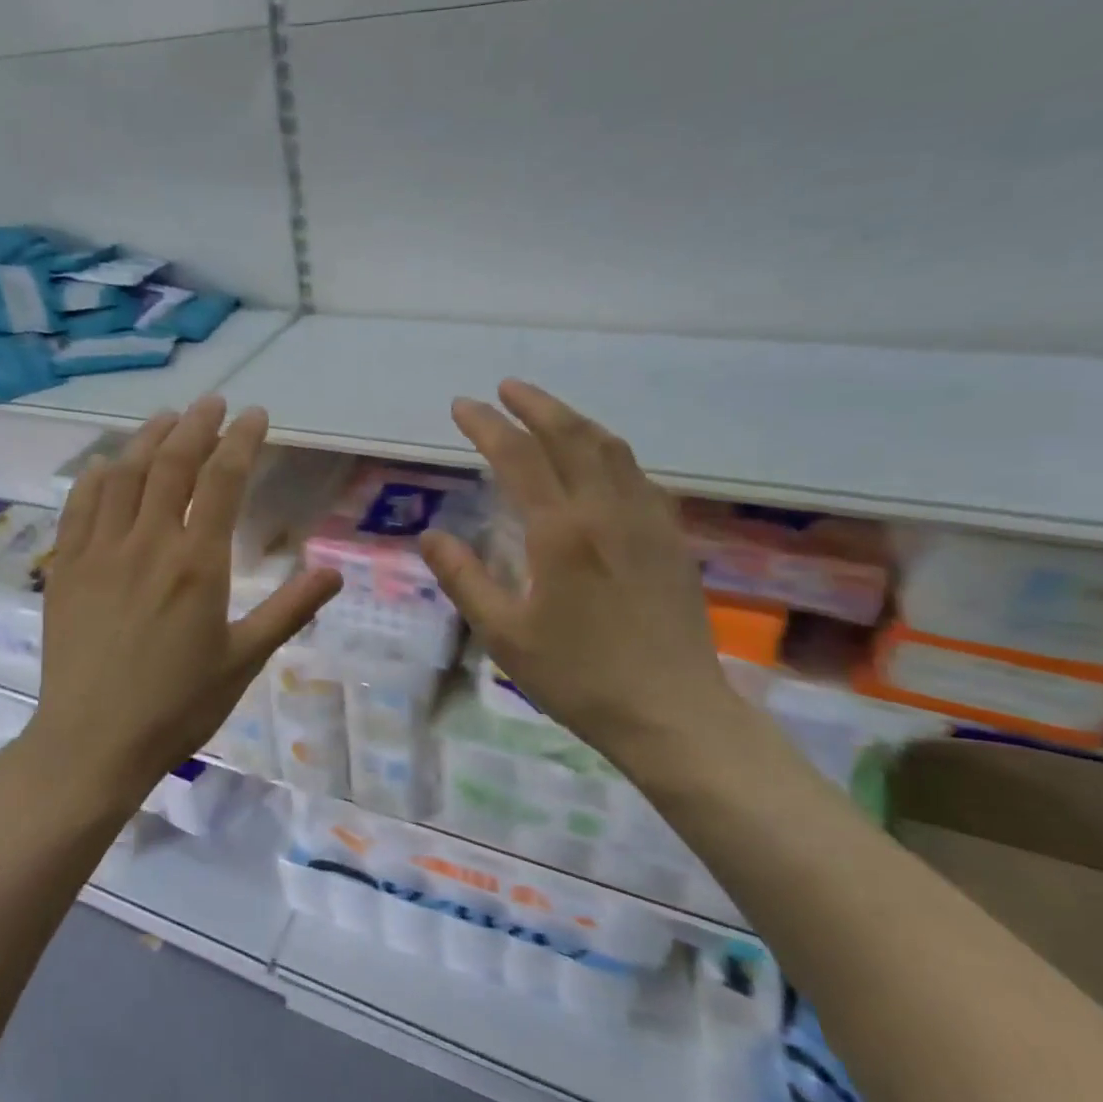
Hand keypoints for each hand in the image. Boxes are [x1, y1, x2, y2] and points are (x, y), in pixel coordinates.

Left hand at [23, 397, 342, 806]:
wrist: (92, 743)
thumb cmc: (177, 707)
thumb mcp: (245, 661)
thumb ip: (289, 610)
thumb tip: (335, 572)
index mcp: (197, 563)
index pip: (222, 480)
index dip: (240, 440)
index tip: (254, 415)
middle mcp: (147, 543)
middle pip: (172, 463)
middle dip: (196, 424)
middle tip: (213, 402)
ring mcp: (100, 551)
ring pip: (123, 474)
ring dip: (148, 438)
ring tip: (168, 418)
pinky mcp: (67, 566)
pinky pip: (80, 504)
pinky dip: (98, 473)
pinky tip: (110, 463)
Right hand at [418, 380, 738, 761]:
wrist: (672, 713)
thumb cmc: (578, 677)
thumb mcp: (504, 635)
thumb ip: (464, 579)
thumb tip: (430, 535)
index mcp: (561, 532)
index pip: (518, 457)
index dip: (487, 425)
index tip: (462, 406)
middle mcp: (607, 511)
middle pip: (571, 436)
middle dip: (535, 404)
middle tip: (505, 388)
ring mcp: (646, 521)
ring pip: (611, 448)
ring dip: (574, 421)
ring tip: (546, 413)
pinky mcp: (670, 539)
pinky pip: (638, 475)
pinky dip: (608, 452)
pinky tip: (599, 463)